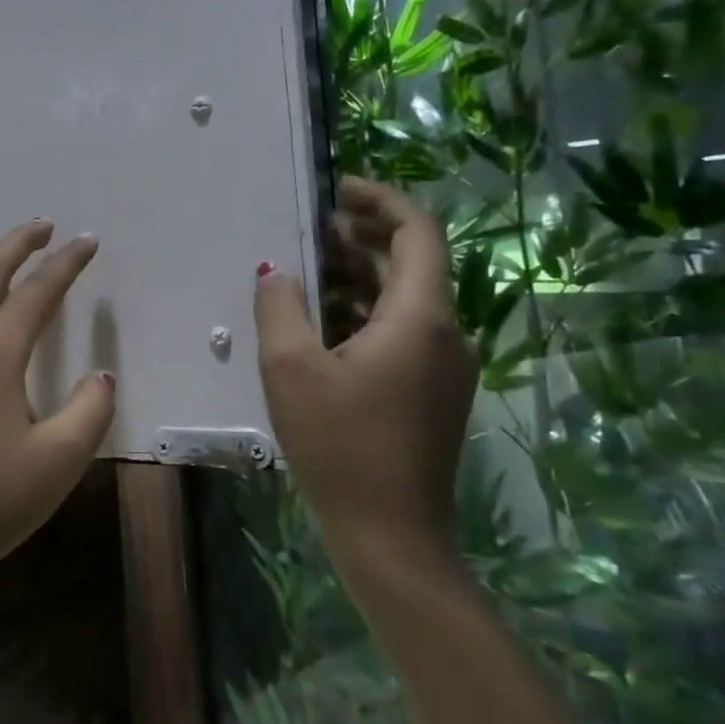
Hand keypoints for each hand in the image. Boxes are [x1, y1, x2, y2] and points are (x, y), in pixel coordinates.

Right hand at [254, 178, 477, 579]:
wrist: (390, 534)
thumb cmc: (340, 444)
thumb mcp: (292, 368)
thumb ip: (281, 306)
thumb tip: (278, 269)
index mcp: (421, 318)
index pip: (418, 233)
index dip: (380, 201)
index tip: (336, 190)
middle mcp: (446, 333)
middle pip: (412, 262)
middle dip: (363, 236)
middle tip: (309, 227)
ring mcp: (443, 366)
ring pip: (405, 299)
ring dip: (360, 275)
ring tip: (306, 269)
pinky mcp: (431, 392)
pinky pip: (401, 331)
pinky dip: (364, 311)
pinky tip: (321, 322)